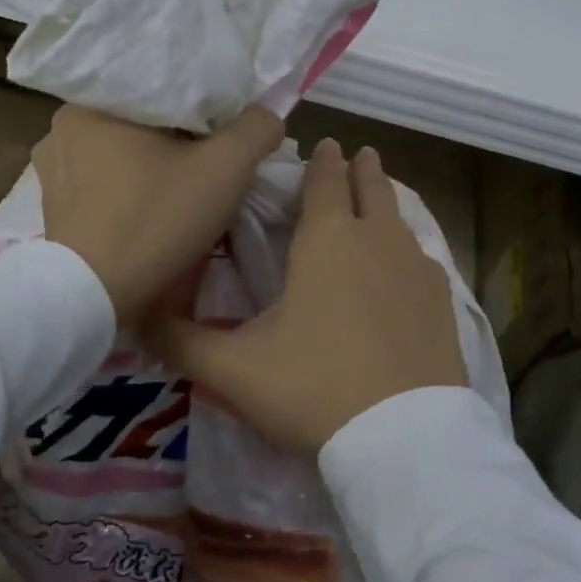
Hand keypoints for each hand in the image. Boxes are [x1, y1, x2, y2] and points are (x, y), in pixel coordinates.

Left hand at [34, 104, 284, 323]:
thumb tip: (267, 116)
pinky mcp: (52, 205)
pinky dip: (127, 189)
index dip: (203, 104)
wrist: (94, 297)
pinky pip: (100, 182)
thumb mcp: (226, 170)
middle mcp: (62, 124)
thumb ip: (256, 129)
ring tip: (180, 187)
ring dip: (150, 164)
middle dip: (177, 137)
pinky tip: (147, 209)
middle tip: (210, 160)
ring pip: (119, 151)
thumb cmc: (157, 221)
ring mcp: (52, 167)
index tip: (226, 129)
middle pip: (140, 120)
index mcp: (94, 100)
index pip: (163, 86)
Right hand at [149, 139, 467, 454]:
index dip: (323, 162)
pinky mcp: (443, 305)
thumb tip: (137, 317)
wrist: (400, 438)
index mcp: (326, 241)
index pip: (325, 183)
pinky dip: (410, 249)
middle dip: (362, 169)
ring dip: (387, 205)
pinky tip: (408, 266)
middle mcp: (377, 242)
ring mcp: (417, 272)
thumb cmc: (312, 388)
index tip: (327, 143)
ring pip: (401, 222)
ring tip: (380, 200)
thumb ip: (182, 341)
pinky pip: (424, 260)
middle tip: (359, 153)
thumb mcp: (234, 368)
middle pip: (372, 190)